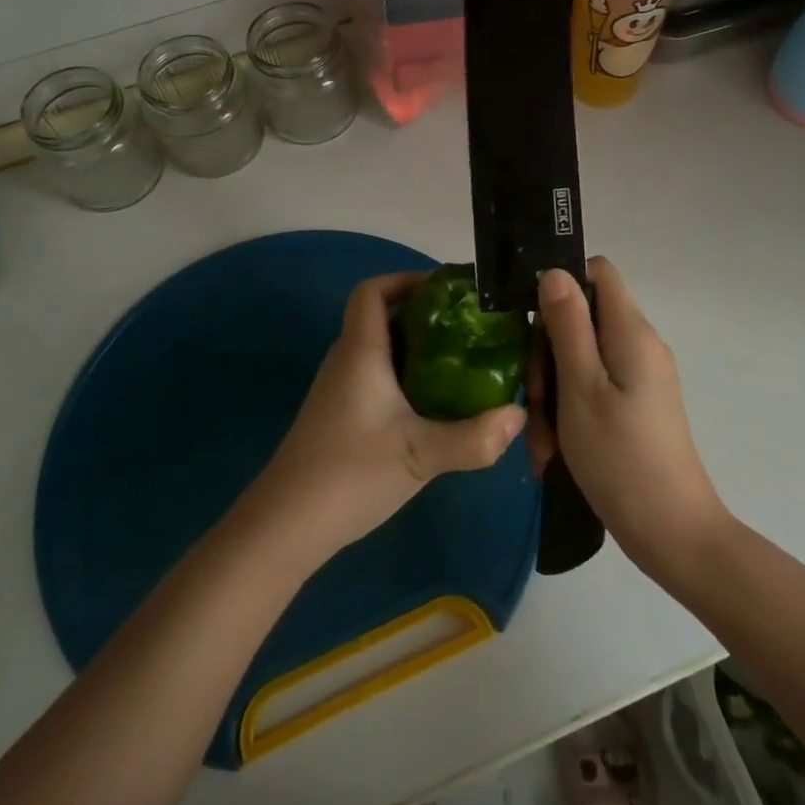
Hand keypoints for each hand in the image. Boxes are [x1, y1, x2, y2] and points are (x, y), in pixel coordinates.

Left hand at [243, 272, 525, 567]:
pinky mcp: (340, 416)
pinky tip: (434, 406)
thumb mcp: (421, 456)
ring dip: (418, 349)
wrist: (286, 526)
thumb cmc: (350, 474)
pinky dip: (406, 378)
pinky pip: (376, 378)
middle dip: (424, 315)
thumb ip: (473, 438)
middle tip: (470, 328)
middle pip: (381, 317)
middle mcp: (346, 361)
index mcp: (361, 352)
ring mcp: (339, 390)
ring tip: (463, 362)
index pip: (372, 291)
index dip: (405, 279)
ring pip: (380, 351)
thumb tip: (518, 416)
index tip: (447, 291)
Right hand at [534, 258, 729, 575]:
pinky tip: (556, 452)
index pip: (596, 273)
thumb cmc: (621, 458)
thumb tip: (554, 272)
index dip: (560, 285)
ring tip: (545, 442)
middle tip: (535, 400)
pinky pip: (593, 390)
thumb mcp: (581, 388)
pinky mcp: (636, 407)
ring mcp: (639, 378)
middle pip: (582, 320)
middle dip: (548, 355)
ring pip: (580, 361)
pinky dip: (570, 413)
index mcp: (631, 332)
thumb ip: (568, 326)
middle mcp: (639, 346)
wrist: (673, 535)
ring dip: (554, 393)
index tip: (530, 322)